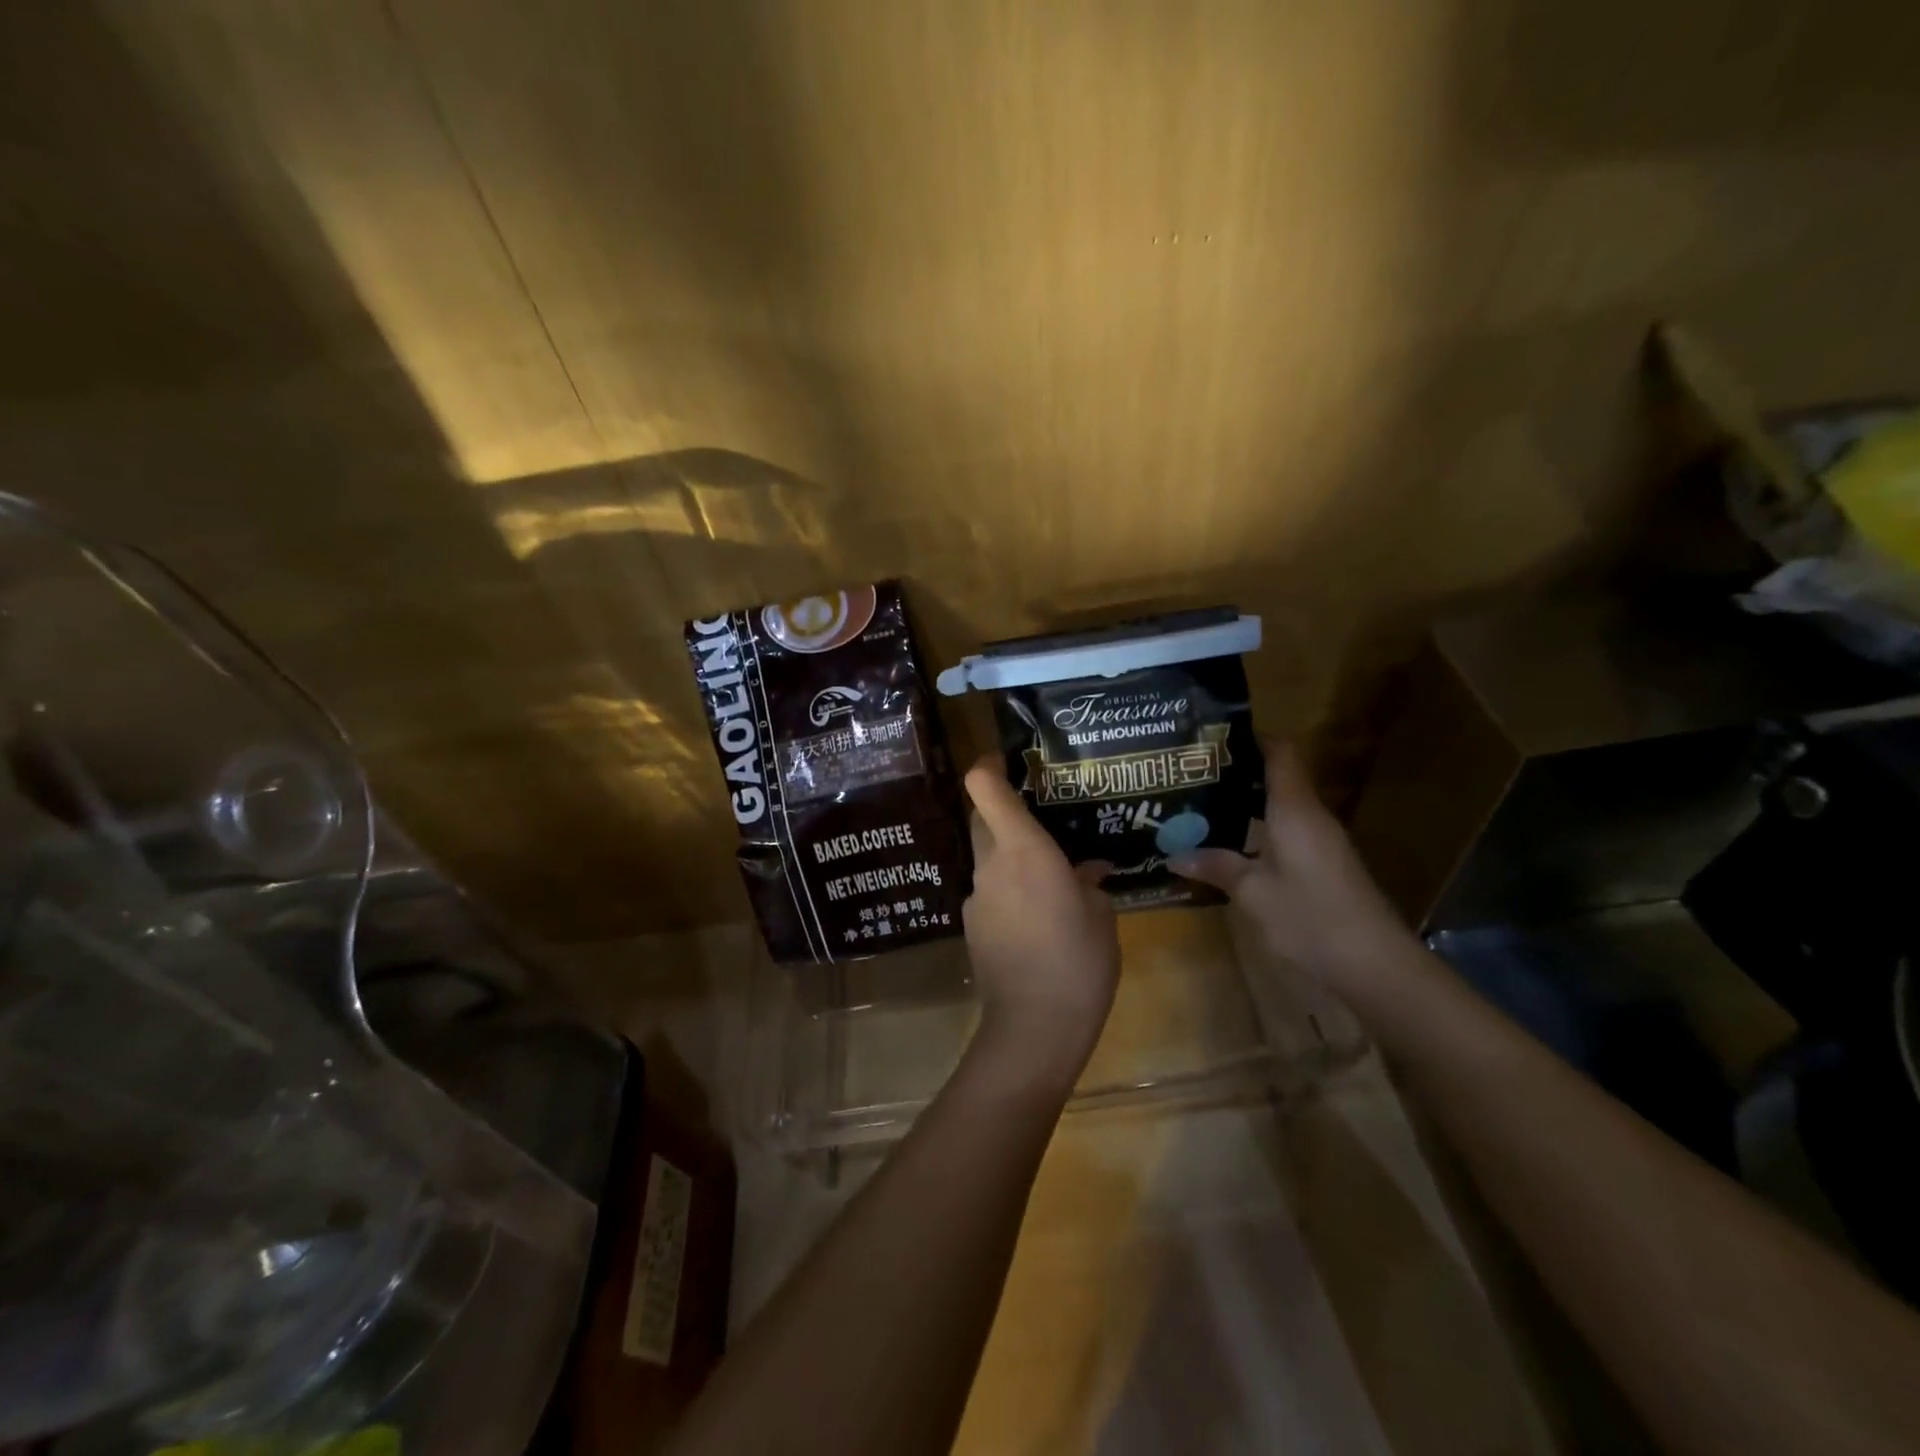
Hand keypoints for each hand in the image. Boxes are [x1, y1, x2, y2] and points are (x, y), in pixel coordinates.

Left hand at [961, 756, 1120, 1084]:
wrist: (1033, 1028)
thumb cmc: (1078, 961)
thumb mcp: (1101, 916)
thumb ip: (1091, 883)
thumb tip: (1088, 871)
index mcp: (1022, 849)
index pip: (984, 788)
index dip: (988, 766)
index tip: (1007, 760)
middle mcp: (990, 865)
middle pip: (981, 818)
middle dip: (1002, 809)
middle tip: (1039, 816)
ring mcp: (976, 897)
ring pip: (986, 858)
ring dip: (1009, 855)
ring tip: (1048, 874)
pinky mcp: (972, 926)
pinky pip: (990, 891)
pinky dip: (1008, 890)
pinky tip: (1037, 916)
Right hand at [1169, 741, 1409, 990]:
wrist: (1375, 966)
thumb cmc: (1310, 917)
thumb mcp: (1253, 892)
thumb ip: (1216, 867)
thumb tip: (1175, 854)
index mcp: (1294, 809)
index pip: (1280, 753)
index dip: (1251, 738)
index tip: (1212, 737)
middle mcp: (1311, 817)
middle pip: (1277, 777)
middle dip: (1236, 772)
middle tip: (1191, 775)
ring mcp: (1321, 843)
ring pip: (1280, 808)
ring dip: (1245, 804)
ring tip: (1201, 806)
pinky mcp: (1323, 867)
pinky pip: (1286, 833)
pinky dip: (1258, 830)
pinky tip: (1230, 845)